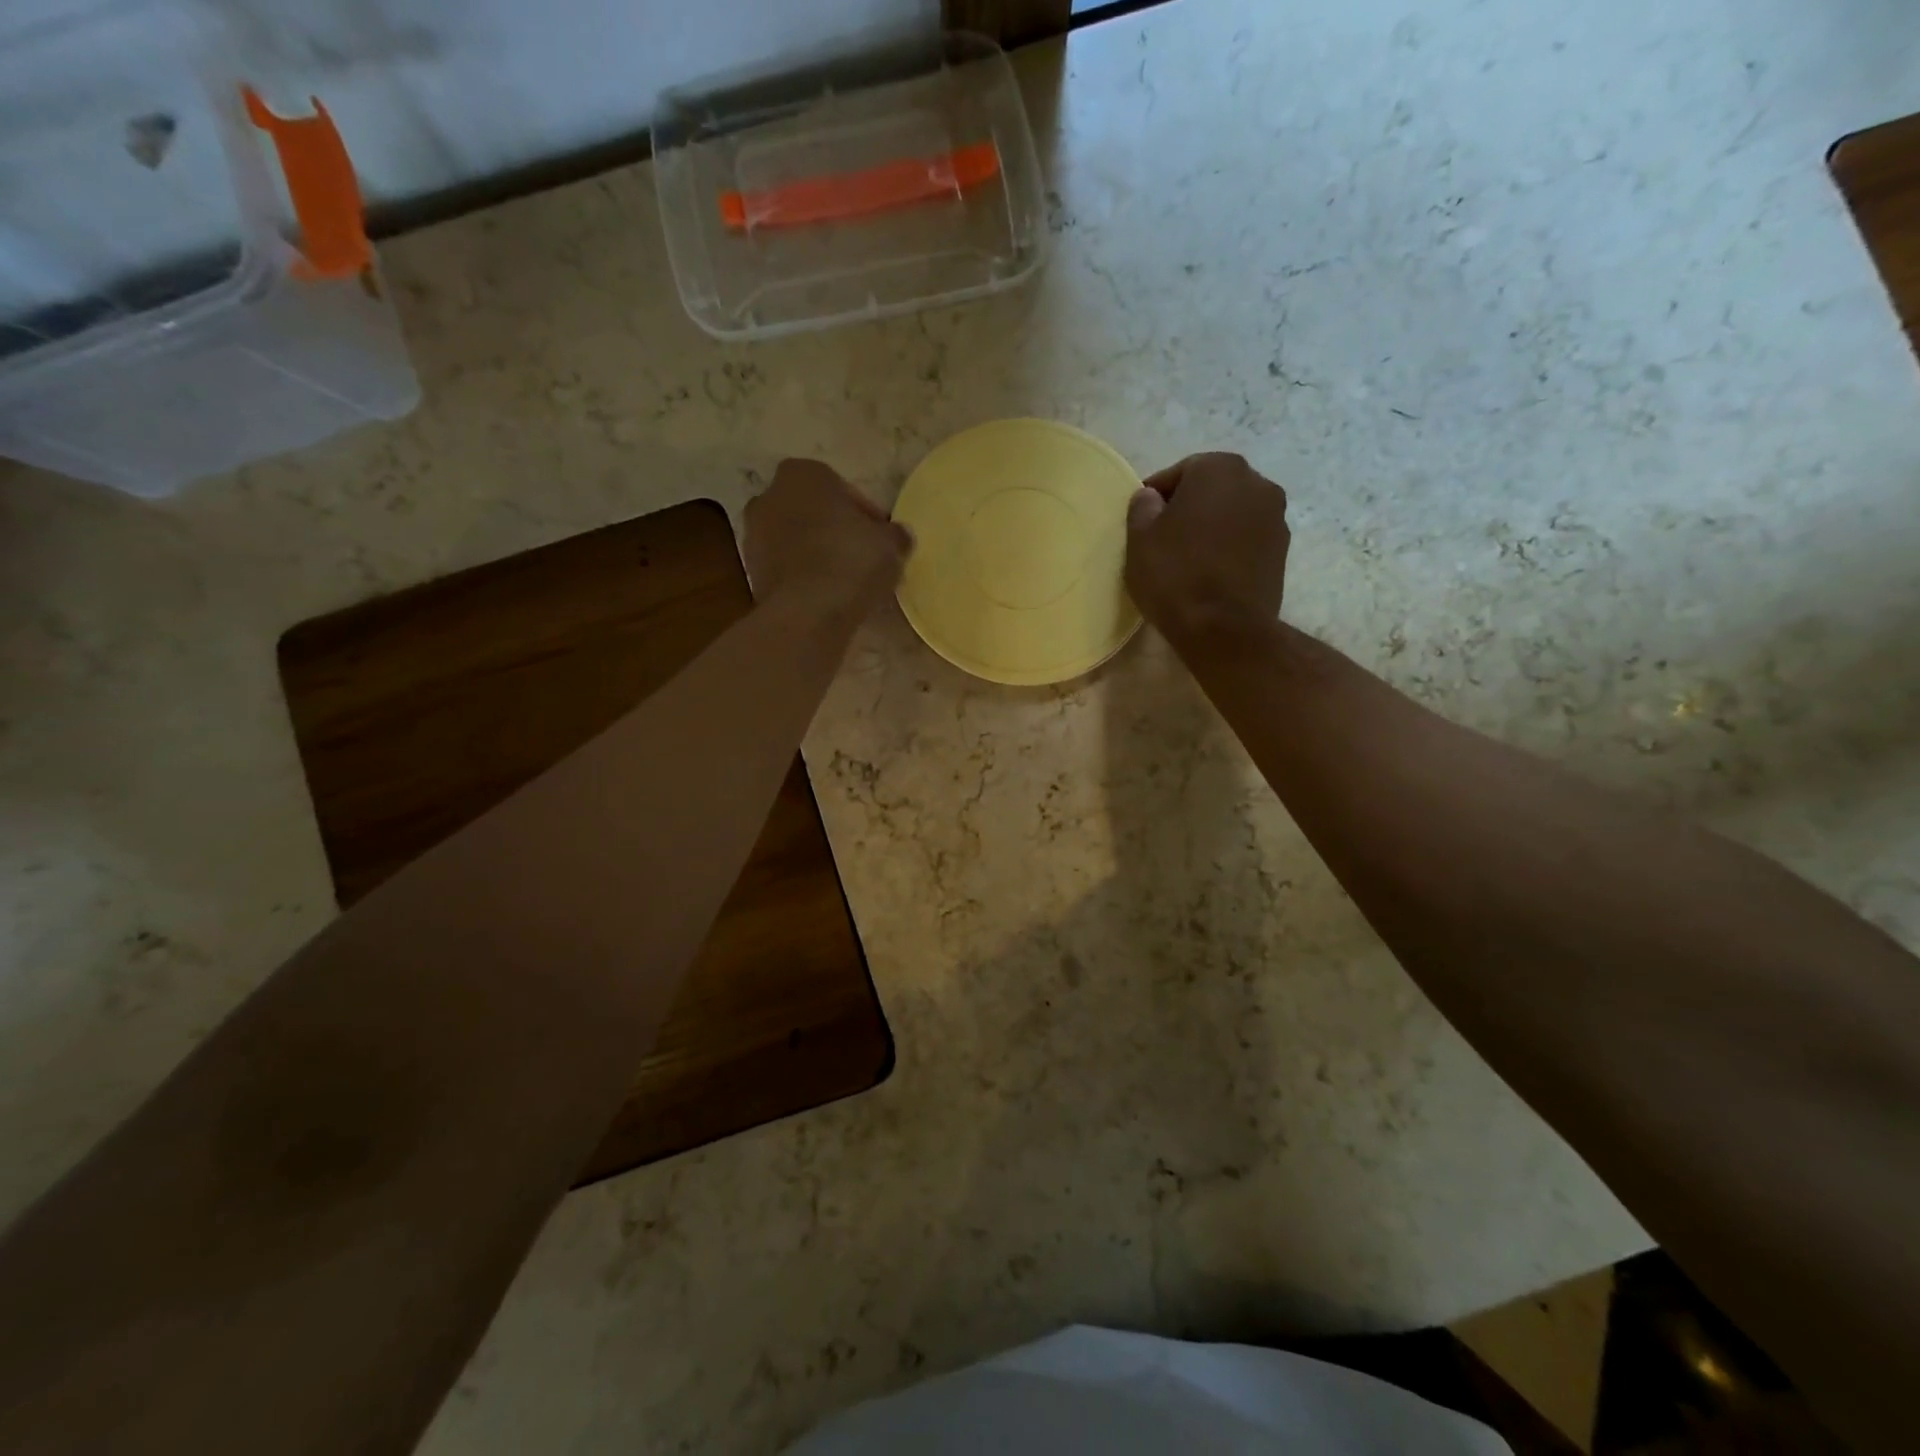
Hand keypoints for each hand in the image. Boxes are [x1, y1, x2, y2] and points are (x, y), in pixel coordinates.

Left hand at [744, 459, 913, 619]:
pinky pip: (786, 567)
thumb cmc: (851, 562)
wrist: (807, 613)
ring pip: (796, 539)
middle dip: (834, 529)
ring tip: (844, 580)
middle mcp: (770, 495)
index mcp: (803, 474)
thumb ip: (895, 534)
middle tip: (861, 556)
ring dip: (816, 553)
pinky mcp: (750, 572)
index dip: (864, 514)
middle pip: (813, 511)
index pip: (842, 488)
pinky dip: (802, 576)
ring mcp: (754, 535)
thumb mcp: (891, 544)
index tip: (879, 538)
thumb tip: (897, 536)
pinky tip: (825, 596)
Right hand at [1126, 453, 1290, 639]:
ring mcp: (1276, 517)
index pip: (1179, 472)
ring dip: (1212, 527)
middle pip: (1211, 489)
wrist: (1225, 628)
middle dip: (1189, 507)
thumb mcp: (1140, 539)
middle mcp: (1256, 482)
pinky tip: (1210, 572)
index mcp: (1218, 469)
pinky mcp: (1282, 551)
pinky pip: (1247, 539)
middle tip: (1164, 538)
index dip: (1156, 497)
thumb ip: (1142, 507)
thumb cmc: (1176, 575)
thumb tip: (1151, 498)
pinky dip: (1229, 547)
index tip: (1142, 520)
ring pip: (1232, 513)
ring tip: (1188, 558)